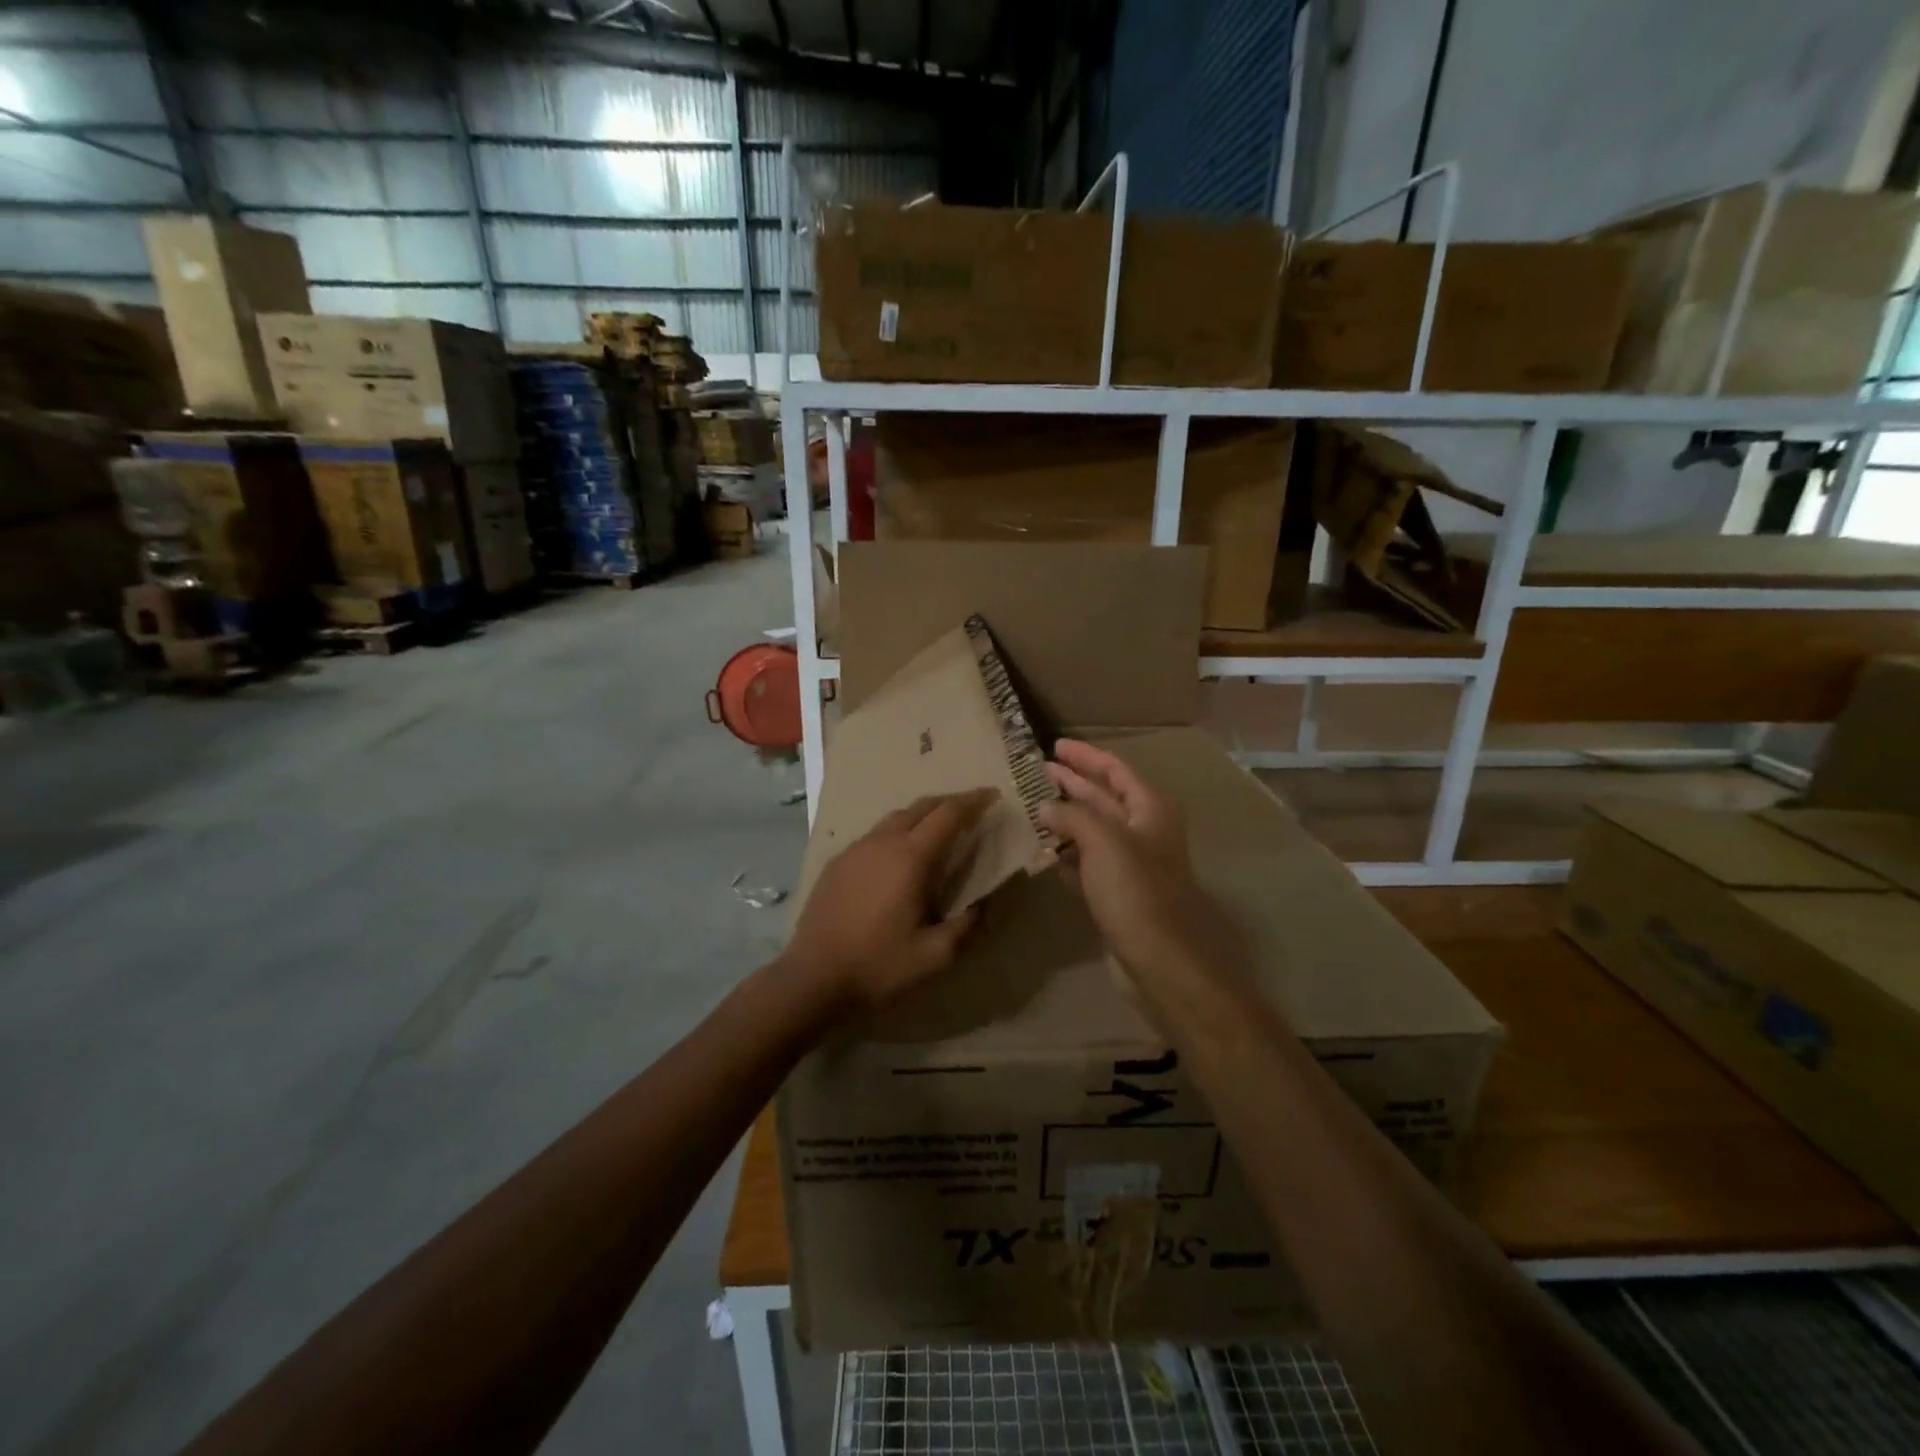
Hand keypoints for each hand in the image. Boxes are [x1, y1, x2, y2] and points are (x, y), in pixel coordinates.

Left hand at [782, 790, 996, 1011]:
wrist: (812, 977)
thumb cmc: (877, 965)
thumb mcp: (933, 955)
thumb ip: (964, 926)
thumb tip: (982, 906)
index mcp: (910, 857)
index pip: (948, 815)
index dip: (973, 801)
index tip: (992, 795)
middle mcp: (882, 842)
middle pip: (921, 807)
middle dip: (949, 802)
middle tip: (971, 808)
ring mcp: (855, 849)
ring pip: (895, 818)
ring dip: (921, 815)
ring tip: (938, 829)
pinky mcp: (837, 863)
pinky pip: (875, 835)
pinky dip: (897, 832)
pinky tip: (898, 855)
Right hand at [1040, 739, 1212, 974]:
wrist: (1161, 959)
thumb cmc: (1135, 890)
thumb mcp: (1103, 841)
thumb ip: (1072, 816)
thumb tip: (1046, 807)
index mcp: (1150, 809)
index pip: (1115, 770)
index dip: (1086, 756)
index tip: (1055, 746)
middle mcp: (1144, 830)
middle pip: (1104, 797)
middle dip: (1073, 783)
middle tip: (1038, 772)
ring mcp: (1132, 864)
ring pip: (1094, 830)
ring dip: (1066, 818)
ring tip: (1032, 807)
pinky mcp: (1118, 893)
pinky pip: (1088, 863)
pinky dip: (1068, 853)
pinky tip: (1045, 850)